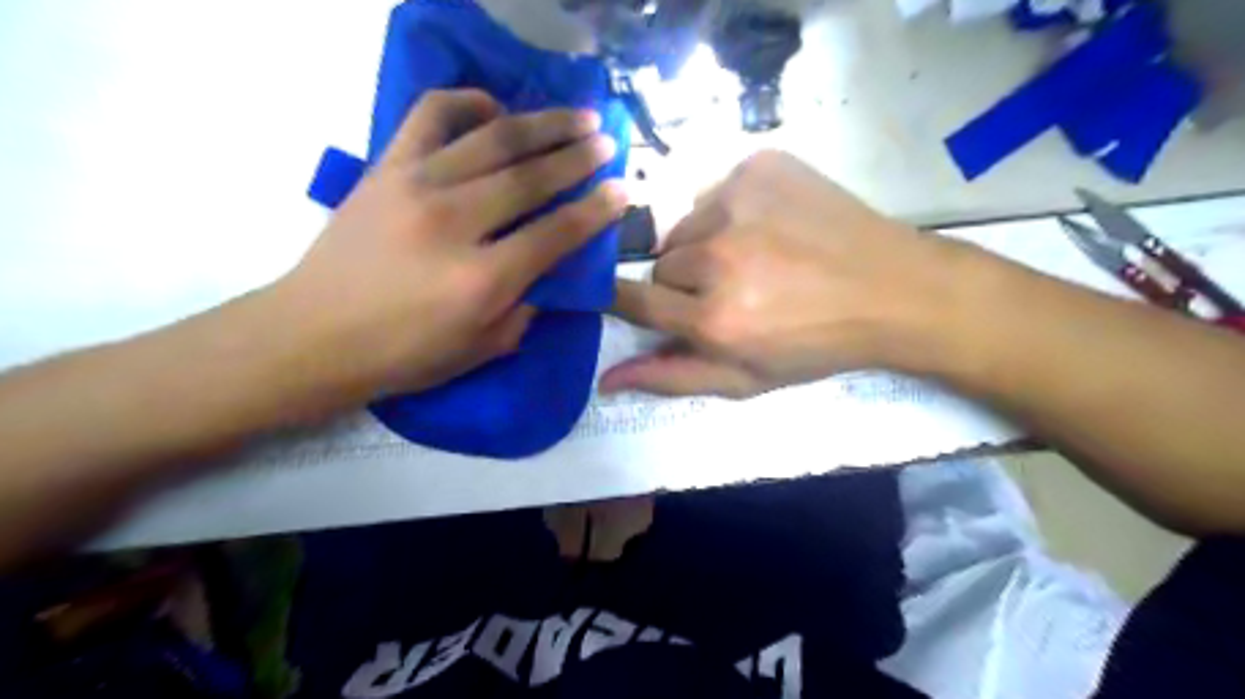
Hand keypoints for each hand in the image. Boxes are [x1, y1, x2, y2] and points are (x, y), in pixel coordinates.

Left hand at [267, 89, 626, 406]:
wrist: (313, 335)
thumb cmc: (403, 354)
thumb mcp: (480, 350)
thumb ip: (526, 309)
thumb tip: (549, 271)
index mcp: (482, 280)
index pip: (556, 233)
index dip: (596, 210)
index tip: (622, 190)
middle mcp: (454, 223)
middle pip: (530, 177)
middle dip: (578, 156)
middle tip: (608, 140)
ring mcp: (416, 186)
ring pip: (493, 139)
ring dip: (542, 123)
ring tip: (575, 115)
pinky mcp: (387, 168)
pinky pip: (431, 116)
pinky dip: (467, 101)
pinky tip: (494, 107)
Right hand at [605, 147, 959, 397]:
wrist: (893, 289)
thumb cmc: (816, 345)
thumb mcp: (745, 379)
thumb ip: (671, 377)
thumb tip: (604, 380)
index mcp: (714, 318)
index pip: (630, 299)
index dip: (623, 298)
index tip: (629, 298)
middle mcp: (718, 256)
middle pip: (662, 264)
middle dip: (684, 282)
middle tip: (730, 291)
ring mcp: (738, 200)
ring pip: (686, 227)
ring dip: (706, 245)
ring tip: (754, 258)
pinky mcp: (759, 165)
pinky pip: (715, 192)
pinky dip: (731, 211)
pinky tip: (770, 226)